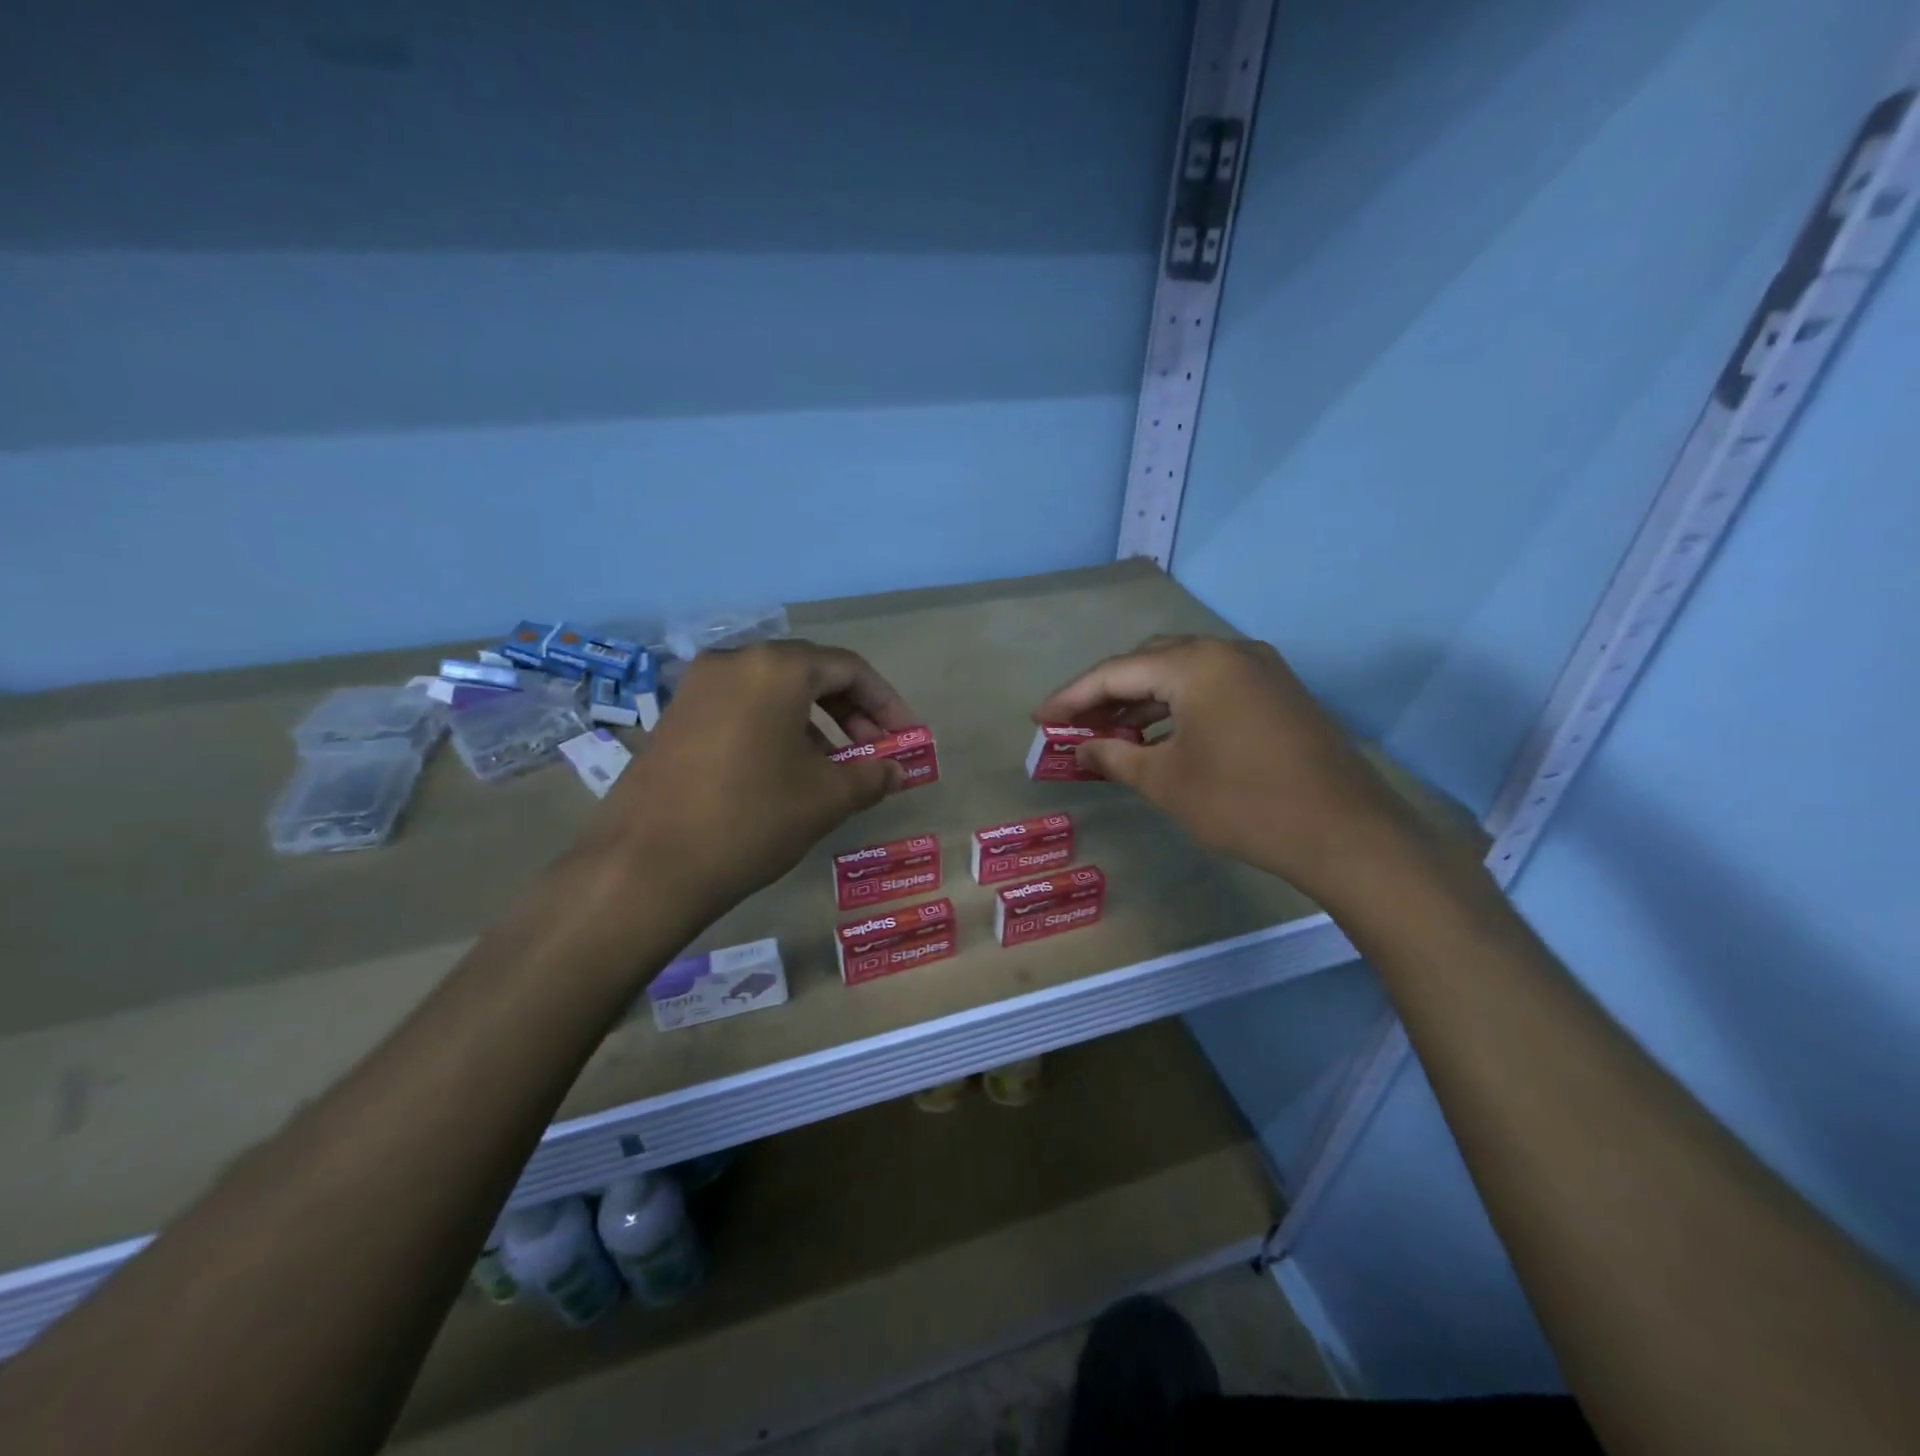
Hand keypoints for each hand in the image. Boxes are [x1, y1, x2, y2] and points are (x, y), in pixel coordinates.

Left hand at [591, 640, 916, 924]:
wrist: (645, 867)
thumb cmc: (752, 819)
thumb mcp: (826, 798)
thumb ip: (872, 775)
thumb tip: (897, 770)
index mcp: (776, 668)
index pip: (849, 669)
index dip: (887, 703)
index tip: (908, 738)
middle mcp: (735, 662)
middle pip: (810, 674)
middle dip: (853, 712)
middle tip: (876, 752)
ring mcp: (698, 688)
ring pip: (774, 692)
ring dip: (816, 723)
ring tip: (836, 768)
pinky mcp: (676, 717)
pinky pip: (742, 709)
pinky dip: (777, 729)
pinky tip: (787, 771)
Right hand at [1034, 635, 1425, 905]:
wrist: (1346, 833)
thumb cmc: (1244, 804)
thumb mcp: (1166, 782)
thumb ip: (1114, 756)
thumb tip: (1080, 748)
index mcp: (1196, 664)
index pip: (1115, 671)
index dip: (1072, 696)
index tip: (1040, 718)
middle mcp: (1227, 651)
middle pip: (1148, 662)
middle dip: (1106, 693)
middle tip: (1073, 724)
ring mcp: (1258, 668)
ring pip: (1181, 673)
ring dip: (1141, 700)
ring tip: (1108, 732)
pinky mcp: (1276, 691)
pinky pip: (1210, 687)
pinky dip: (1176, 706)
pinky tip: (1158, 735)